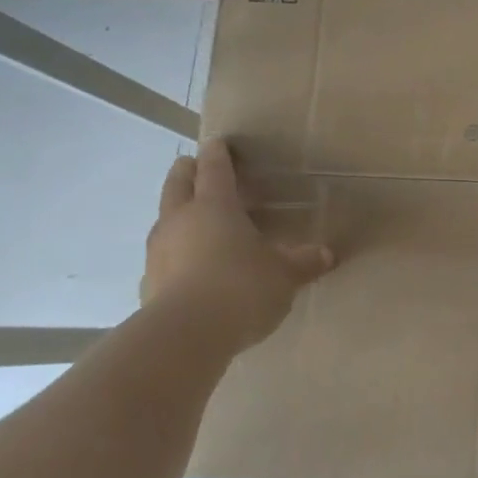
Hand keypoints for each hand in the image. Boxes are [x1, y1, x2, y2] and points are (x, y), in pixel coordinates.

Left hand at [141, 139, 333, 354]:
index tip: (219, 142)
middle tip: (196, 167)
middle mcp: (181, 219)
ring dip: (178, 211)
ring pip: (165, 217)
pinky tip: (190, 265)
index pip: (215, 169)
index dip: (218, 154)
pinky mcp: (149, 281)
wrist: (186, 335)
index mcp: (216, 206)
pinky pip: (163, 254)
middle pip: (178, 183)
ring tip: (197, 219)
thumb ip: (304, 261)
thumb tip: (327, 254)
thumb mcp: (285, 275)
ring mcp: (160, 250)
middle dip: (187, 172)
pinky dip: (176, 251)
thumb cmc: (242, 288)